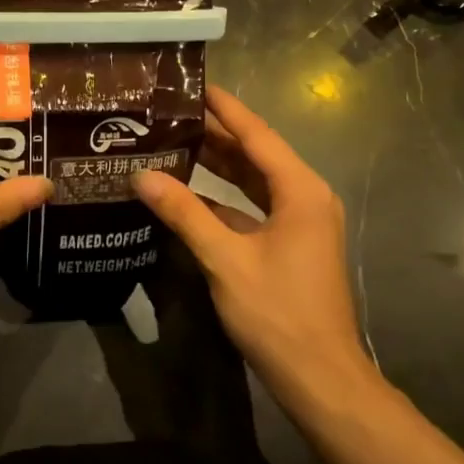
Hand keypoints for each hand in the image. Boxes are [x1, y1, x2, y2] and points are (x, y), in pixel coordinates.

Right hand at [133, 85, 373, 401]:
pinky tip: (190, 193)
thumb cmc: (278, 313)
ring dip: (219, 165)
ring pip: (254, 181)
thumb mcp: (225, 260)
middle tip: (172, 113)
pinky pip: (255, 206)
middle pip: (256, 154)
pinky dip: (225, 197)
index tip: (195, 83)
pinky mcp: (292, 243)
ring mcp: (301, 221)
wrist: (321, 380)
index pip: (257, 134)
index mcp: (299, 190)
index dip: (225, 108)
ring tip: (175, 141)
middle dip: (216, 134)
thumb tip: (142, 175)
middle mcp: (305, 196)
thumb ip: (184, 213)